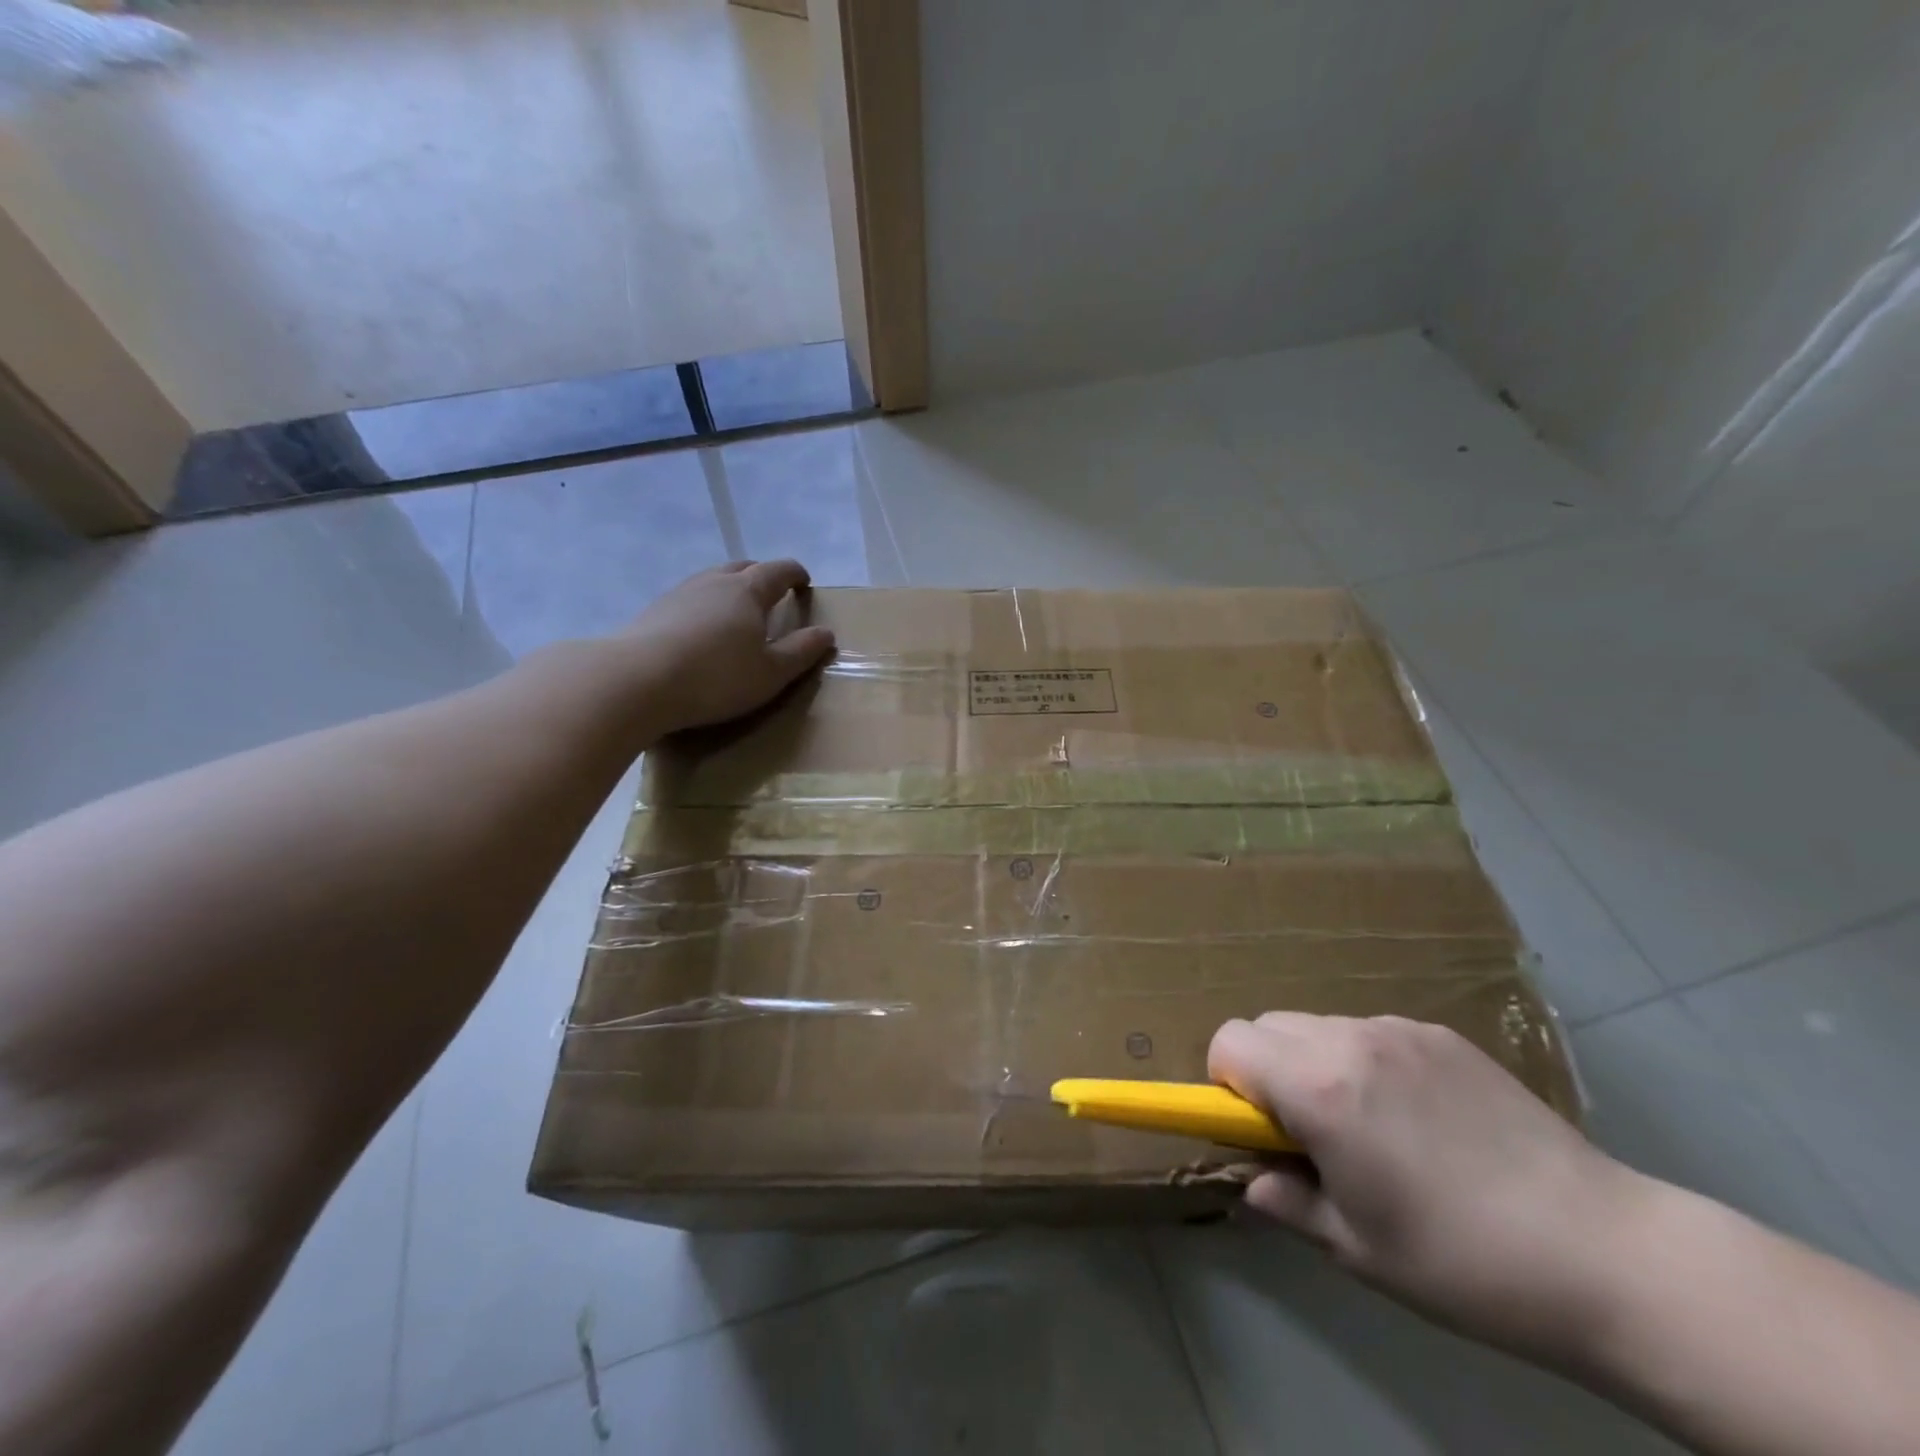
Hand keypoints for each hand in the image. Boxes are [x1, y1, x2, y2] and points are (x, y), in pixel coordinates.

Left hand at [620, 560, 835, 734]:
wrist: (636, 682)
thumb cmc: (716, 677)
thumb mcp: (771, 673)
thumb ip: (801, 651)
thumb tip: (826, 633)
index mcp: (748, 591)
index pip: (778, 570)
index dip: (795, 574)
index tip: (804, 583)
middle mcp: (714, 582)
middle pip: (743, 567)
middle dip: (762, 576)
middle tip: (773, 595)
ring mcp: (679, 593)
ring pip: (713, 580)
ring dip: (730, 589)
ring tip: (737, 613)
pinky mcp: (653, 611)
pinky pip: (690, 598)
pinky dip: (705, 606)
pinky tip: (701, 630)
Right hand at [1209, 1012, 1647, 1362]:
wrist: (1607, 1253)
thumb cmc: (1463, 1261)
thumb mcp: (1356, 1247)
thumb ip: (1284, 1202)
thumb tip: (1252, 1181)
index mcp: (1319, 1086)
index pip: (1229, 1042)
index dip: (1227, 1085)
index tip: (1260, 1131)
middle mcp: (1350, 1039)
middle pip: (1268, 1025)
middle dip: (1268, 1070)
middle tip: (1311, 1133)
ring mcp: (1400, 1030)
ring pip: (1319, 1026)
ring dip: (1316, 1063)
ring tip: (1372, 1127)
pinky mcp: (1441, 1034)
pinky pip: (1372, 1032)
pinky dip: (1366, 1061)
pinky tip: (1421, 1117)